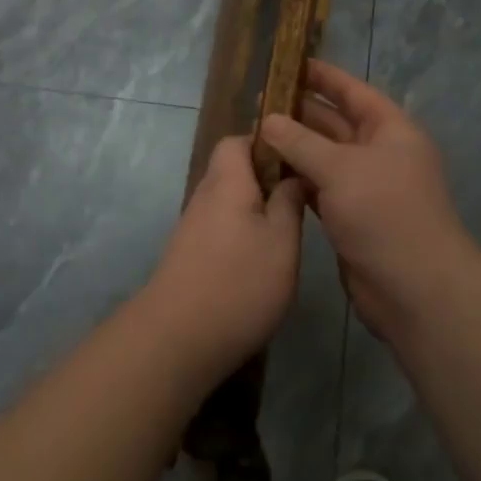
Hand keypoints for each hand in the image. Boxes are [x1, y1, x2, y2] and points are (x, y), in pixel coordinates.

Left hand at [144, 137, 304, 377]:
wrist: (177, 339)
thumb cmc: (239, 283)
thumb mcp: (282, 242)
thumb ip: (289, 203)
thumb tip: (294, 176)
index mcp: (226, 181)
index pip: (237, 140)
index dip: (267, 143)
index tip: (298, 159)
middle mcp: (205, 196)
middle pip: (234, 171)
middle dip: (267, 178)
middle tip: (303, 197)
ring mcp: (193, 227)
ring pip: (229, 201)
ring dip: (257, 209)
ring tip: (291, 229)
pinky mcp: (190, 255)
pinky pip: (222, 227)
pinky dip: (244, 233)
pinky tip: (265, 259)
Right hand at [258, 60, 475, 336]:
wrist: (414, 287)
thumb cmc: (383, 213)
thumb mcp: (339, 168)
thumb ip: (300, 142)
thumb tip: (269, 120)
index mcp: (390, 130)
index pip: (353, 92)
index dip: (323, 77)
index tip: (289, 63)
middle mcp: (380, 153)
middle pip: (335, 123)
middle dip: (299, 113)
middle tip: (257, 105)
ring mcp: (366, 188)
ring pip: (324, 158)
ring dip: (294, 148)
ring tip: (255, 135)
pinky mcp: (352, 217)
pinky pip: (320, 188)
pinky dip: (297, 179)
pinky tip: (268, 173)